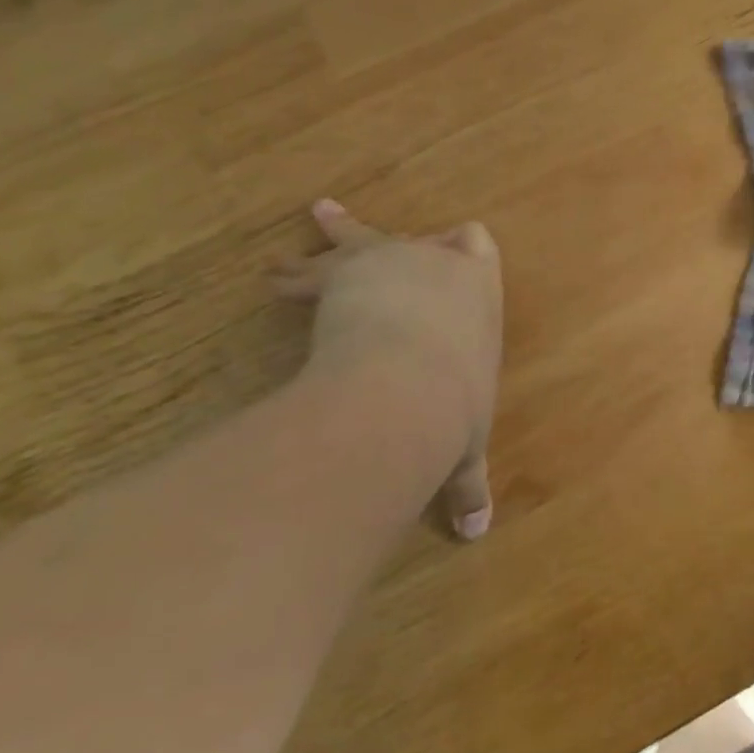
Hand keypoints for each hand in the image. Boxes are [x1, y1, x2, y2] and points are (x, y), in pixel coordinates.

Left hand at [274, 200, 502, 538]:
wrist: (406, 386)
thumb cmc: (454, 406)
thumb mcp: (465, 445)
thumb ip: (467, 485)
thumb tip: (476, 535)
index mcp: (479, 290)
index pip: (479, 245)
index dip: (464, 244)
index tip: (452, 242)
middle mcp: (439, 265)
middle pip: (418, 238)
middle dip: (398, 242)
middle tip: (383, 240)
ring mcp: (393, 261)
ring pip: (363, 239)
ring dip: (339, 236)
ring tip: (317, 217)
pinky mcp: (347, 270)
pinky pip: (318, 265)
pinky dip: (296, 273)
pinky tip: (274, 276)